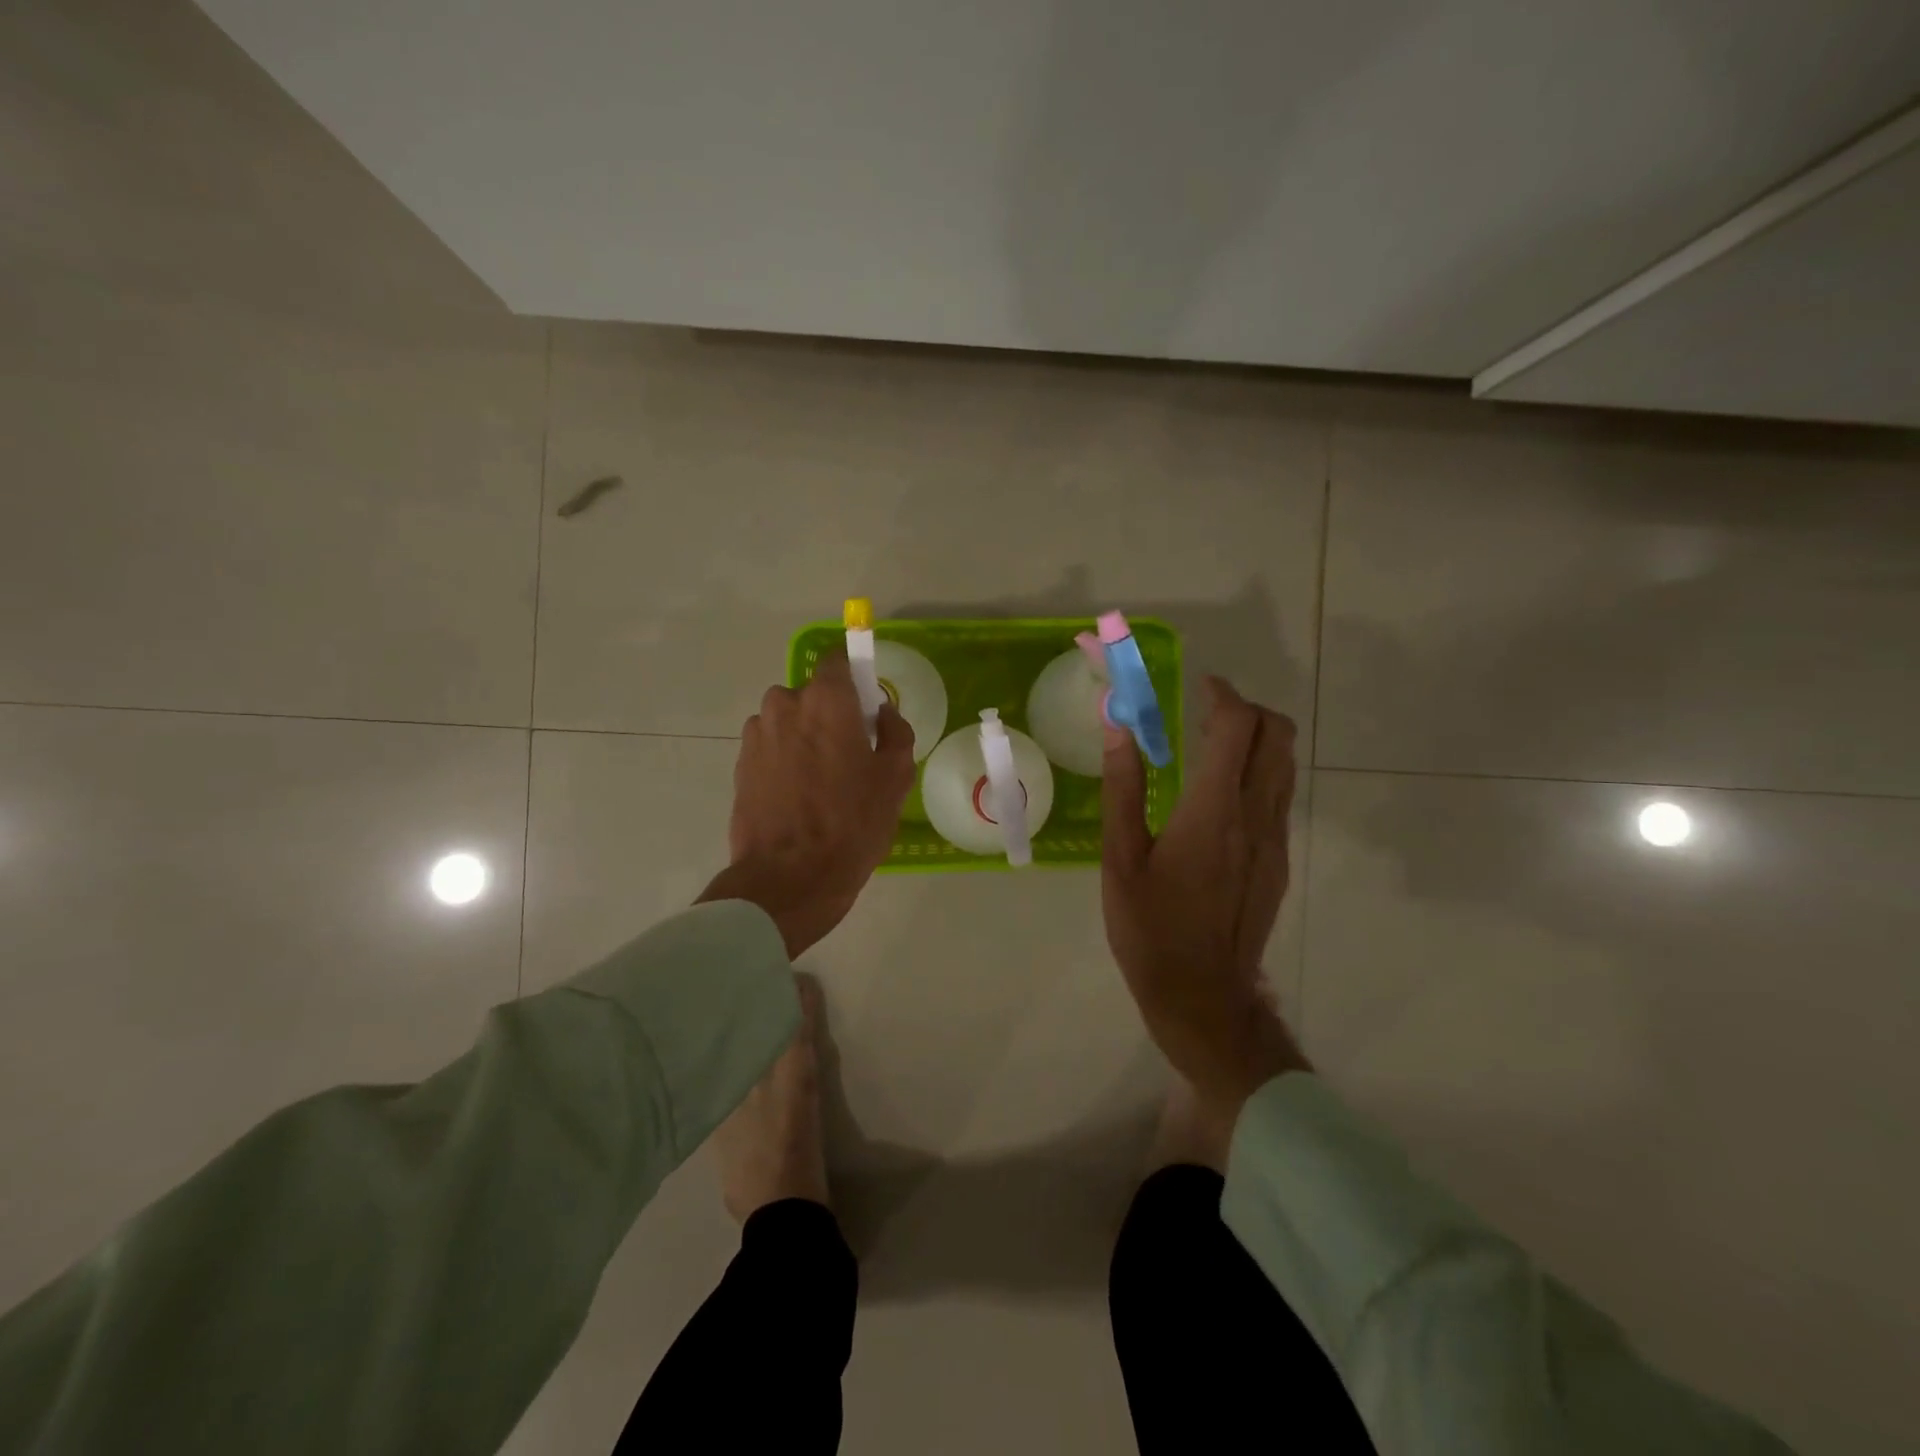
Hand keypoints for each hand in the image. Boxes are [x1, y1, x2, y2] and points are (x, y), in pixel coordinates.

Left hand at [699, 651, 914, 958]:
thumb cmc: (851, 823)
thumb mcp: (895, 778)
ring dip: (804, 738)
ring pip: (789, 722)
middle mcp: (784, 704)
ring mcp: (756, 734)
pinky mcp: (739, 763)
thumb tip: (882, 713)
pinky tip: (797, 797)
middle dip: (830, 715)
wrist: (789, 877)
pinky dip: (784, 760)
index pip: (838, 660)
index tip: (866, 707)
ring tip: (820, 783)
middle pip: (812, 695)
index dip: (855, 678)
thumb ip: (896, 731)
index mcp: (826, 699)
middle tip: (849, 756)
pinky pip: (771, 747)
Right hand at [1101, 676, 1310, 1115]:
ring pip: (1284, 766)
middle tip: (1206, 712)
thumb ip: (1123, 788)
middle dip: (1248, 710)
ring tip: (1211, 746)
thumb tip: (1118, 727)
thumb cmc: (1149, 927)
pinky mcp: (1279, 862)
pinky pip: (1278, 797)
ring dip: (1257, 740)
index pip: (1238, 728)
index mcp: (1213, 811)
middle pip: (1277, 736)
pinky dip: (1258, 773)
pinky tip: (1218, 797)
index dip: (1222, 695)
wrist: (1201, 995)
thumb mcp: (1120, 858)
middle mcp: (1256, 817)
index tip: (1198, 687)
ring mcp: (1275, 841)